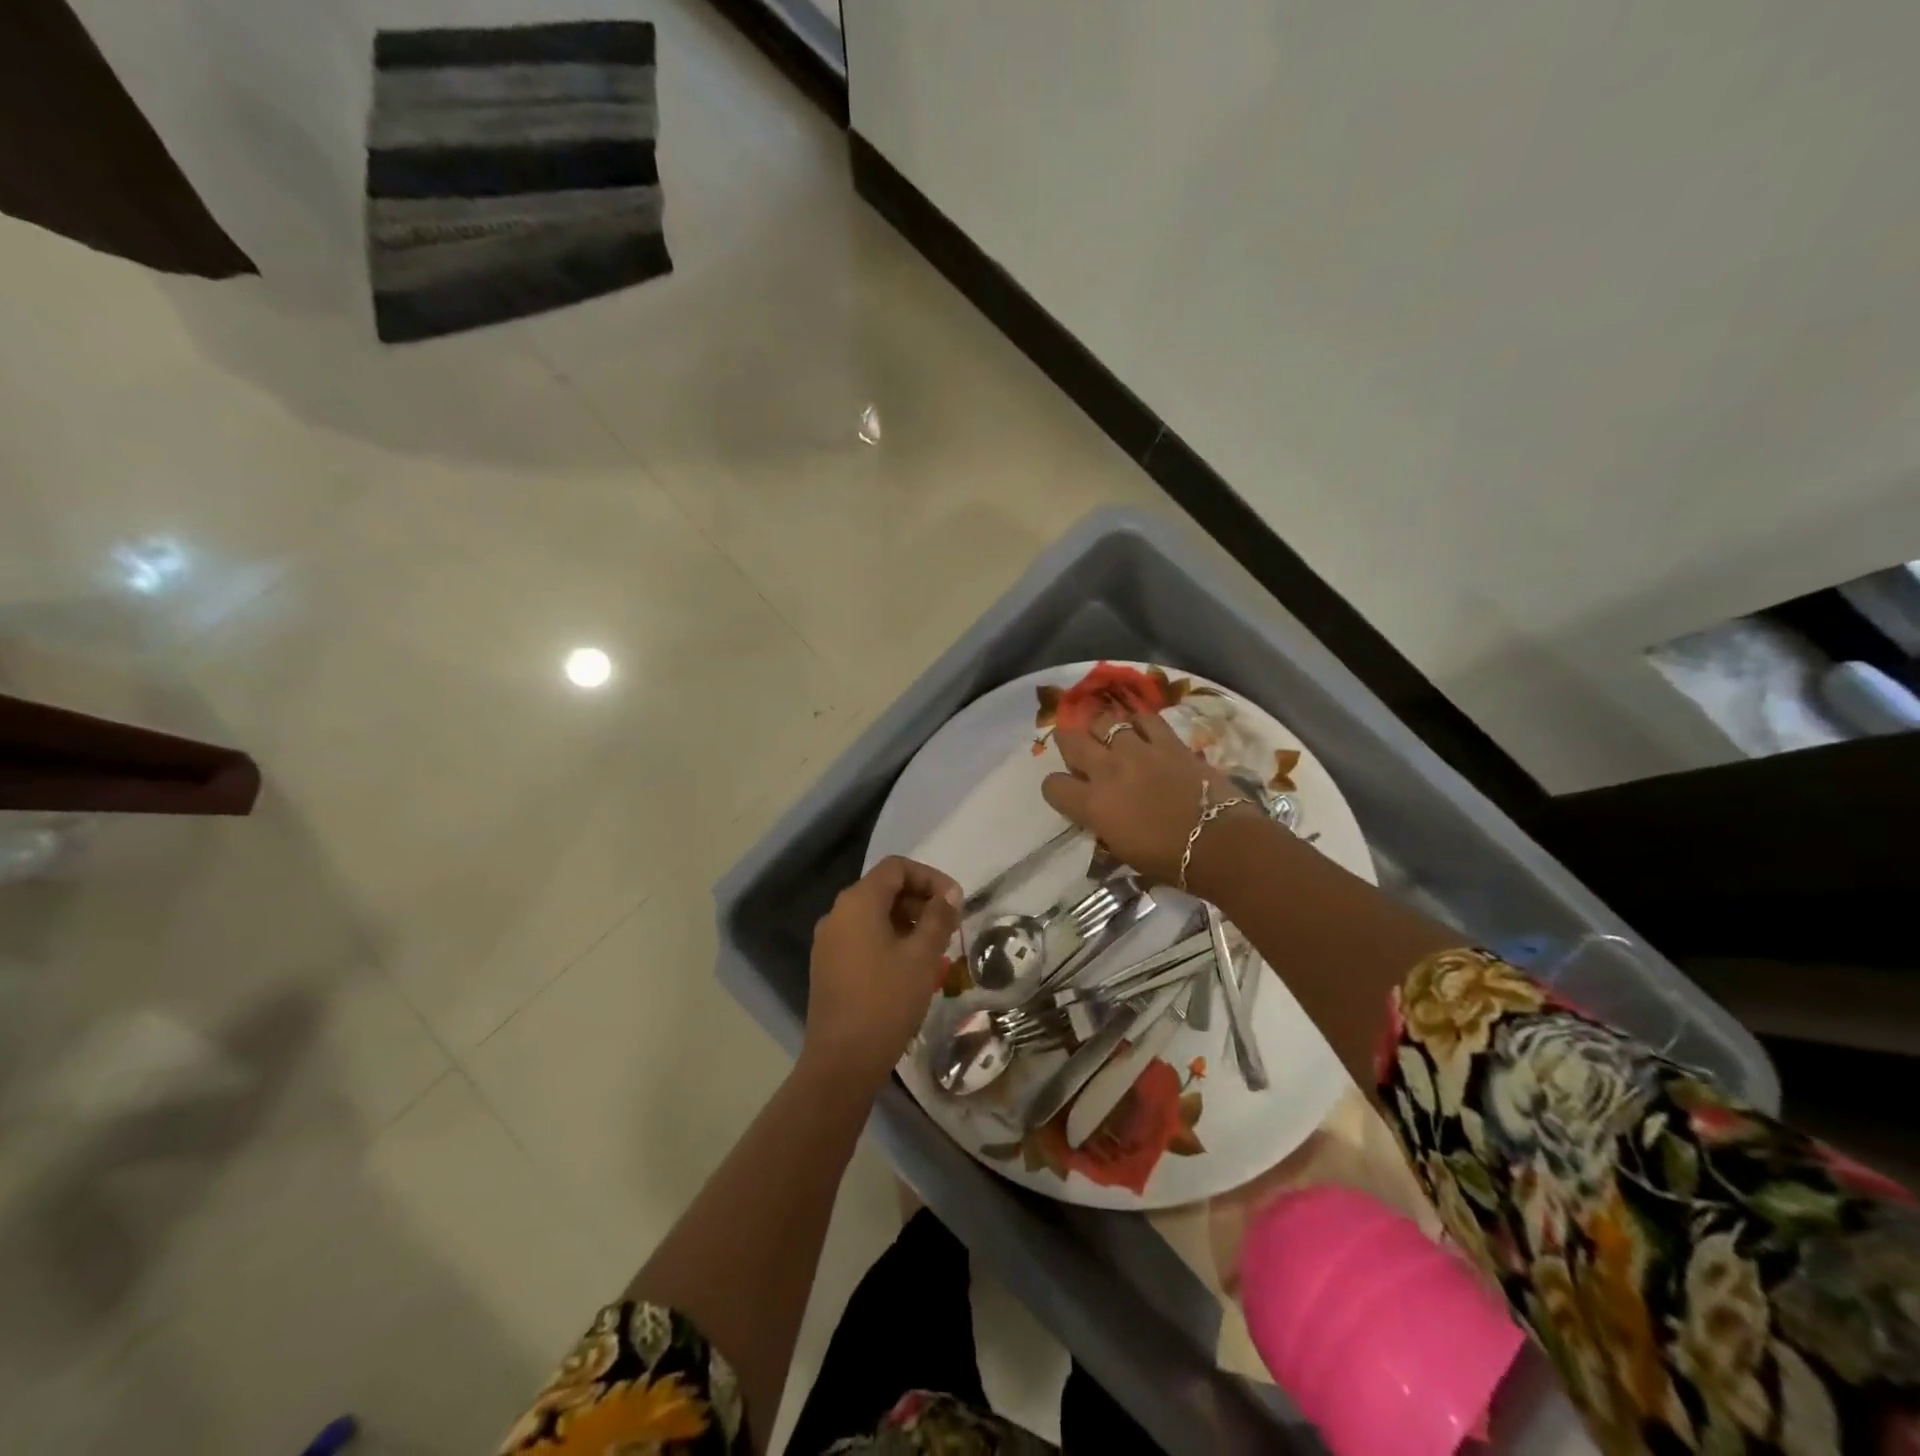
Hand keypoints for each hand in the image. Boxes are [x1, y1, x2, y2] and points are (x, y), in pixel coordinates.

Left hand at [804, 856, 961, 1089]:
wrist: (842, 1061)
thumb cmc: (886, 1001)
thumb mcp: (922, 957)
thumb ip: (938, 918)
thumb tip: (949, 894)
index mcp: (857, 902)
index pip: (896, 868)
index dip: (929, 877)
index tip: (955, 902)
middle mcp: (837, 914)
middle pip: (883, 889)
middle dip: (920, 900)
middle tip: (949, 926)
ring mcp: (828, 941)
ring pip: (873, 915)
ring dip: (906, 921)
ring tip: (933, 948)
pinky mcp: (827, 965)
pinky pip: (861, 937)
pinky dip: (888, 939)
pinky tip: (908, 967)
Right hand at [1041, 710, 1253, 884]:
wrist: (1218, 843)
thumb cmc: (1168, 860)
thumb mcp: (1122, 852)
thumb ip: (1103, 826)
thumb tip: (1099, 816)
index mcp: (1092, 804)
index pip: (1053, 785)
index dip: (1056, 788)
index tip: (1066, 792)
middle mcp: (1108, 770)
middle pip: (1071, 741)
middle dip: (1067, 742)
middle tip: (1073, 746)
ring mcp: (1138, 751)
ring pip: (1105, 722)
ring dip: (1101, 729)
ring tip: (1108, 735)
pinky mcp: (1168, 742)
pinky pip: (1146, 718)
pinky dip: (1139, 722)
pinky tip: (1141, 729)